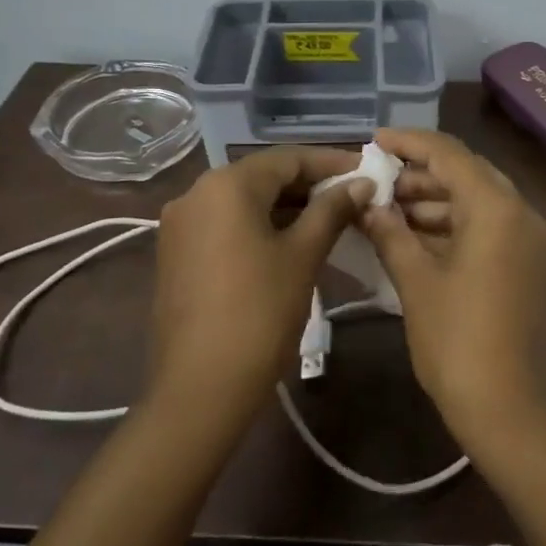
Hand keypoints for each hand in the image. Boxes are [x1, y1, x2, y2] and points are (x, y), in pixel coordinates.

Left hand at [149, 147, 369, 433]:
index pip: (288, 159)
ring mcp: (181, 226)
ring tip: (333, 219)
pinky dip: (262, 226)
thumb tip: (362, 184)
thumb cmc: (260, 312)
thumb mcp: (303, 255)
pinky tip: (294, 242)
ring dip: (289, 207)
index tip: (367, 172)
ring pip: (245, 202)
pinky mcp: (178, 255)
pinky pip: (228, 226)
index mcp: (226, 185)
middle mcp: (196, 194)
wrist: (202, 386)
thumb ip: (332, 211)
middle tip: (355, 198)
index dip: (332, 163)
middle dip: (311, 185)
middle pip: (264, 177)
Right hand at [359, 128, 545, 449]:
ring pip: (476, 203)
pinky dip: (451, 227)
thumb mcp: (417, 283)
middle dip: (419, 175)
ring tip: (385, 211)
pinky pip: (486, 229)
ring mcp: (528, 242)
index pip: (450, 154)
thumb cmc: (459, 343)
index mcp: (497, 209)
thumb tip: (368, 204)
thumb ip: (391, 234)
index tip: (373, 141)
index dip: (409, 143)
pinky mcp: (526, 266)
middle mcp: (521, 214)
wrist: (513, 411)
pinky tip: (412, 237)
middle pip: (467, 175)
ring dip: (433, 203)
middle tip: (375, 182)